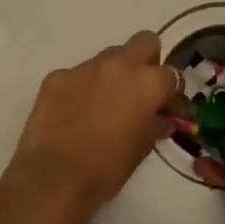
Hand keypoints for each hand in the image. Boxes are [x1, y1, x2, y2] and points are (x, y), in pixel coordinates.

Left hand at [0, 32, 177, 223]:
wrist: (52, 181)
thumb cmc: (105, 171)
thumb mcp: (140, 150)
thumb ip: (155, 125)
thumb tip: (161, 118)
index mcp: (146, 83)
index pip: (172, 75)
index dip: (171, 93)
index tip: (166, 109)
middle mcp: (118, 65)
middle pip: (144, 42)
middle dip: (147, 62)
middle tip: (139, 92)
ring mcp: (84, 67)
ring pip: (108, 57)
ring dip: (113, 74)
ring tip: (103, 106)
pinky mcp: (56, 76)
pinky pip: (78, 74)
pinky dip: (82, 88)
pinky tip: (74, 114)